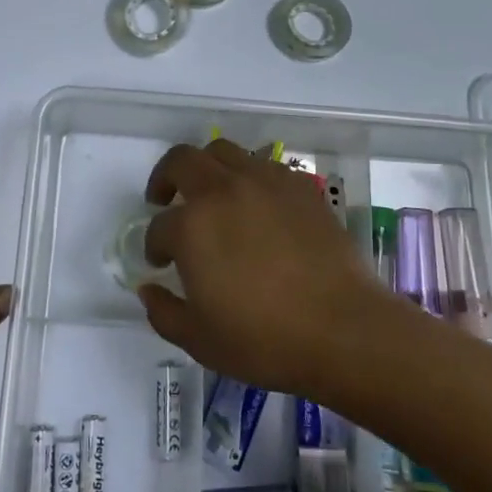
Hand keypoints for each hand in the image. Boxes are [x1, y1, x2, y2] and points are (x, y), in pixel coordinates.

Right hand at [137, 140, 394, 395]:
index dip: (154, 245)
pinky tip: (257, 205)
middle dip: (165, 178)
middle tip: (165, 199)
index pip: (159, 226)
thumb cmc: (264, 339)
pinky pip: (264, 166)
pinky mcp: (299, 186)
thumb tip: (148, 288)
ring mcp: (264, 182)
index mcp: (192, 226)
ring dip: (207, 168)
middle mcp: (223, 191)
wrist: (343, 329)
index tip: (161, 262)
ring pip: (223, 151)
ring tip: (211, 194)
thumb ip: (163, 312)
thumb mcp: (200, 340)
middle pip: (182, 161)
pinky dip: (249, 177)